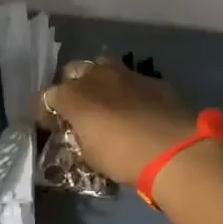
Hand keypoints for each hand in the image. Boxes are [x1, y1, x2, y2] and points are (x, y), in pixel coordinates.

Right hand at [42, 58, 195, 183]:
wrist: (174, 150)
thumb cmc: (123, 156)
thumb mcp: (90, 155)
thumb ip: (80, 136)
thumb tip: (81, 132)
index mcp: (73, 96)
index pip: (48, 97)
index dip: (48, 113)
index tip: (54, 127)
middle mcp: (95, 76)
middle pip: (73, 71)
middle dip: (72, 87)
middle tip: (79, 109)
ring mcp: (126, 74)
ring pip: (103, 67)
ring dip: (100, 82)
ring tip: (107, 103)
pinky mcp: (152, 79)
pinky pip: (132, 80)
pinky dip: (128, 91)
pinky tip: (137, 109)